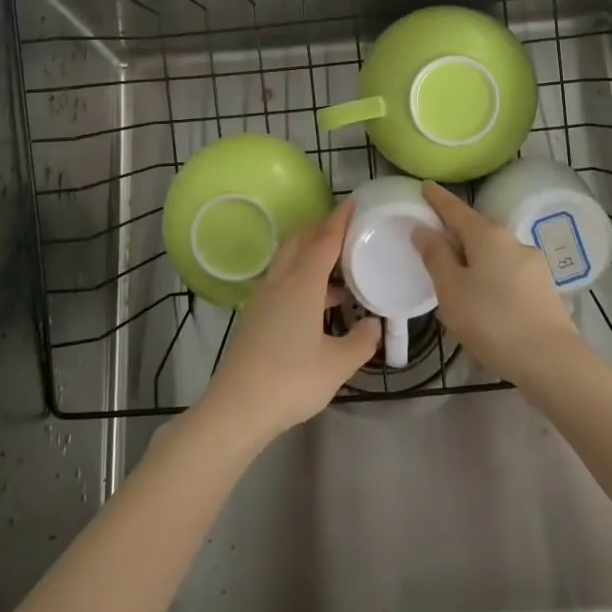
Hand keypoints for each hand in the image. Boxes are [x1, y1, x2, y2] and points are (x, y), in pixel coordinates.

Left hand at [197, 199, 379, 448]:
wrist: (236, 408)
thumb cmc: (291, 381)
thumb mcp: (338, 365)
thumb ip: (362, 341)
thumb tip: (375, 324)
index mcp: (301, 285)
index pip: (323, 241)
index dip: (339, 221)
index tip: (352, 202)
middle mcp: (280, 283)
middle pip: (299, 242)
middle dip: (321, 230)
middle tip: (346, 230)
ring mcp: (262, 300)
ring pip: (288, 262)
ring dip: (311, 255)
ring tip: (339, 269)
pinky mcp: (254, 317)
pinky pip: (282, 281)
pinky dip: (301, 277)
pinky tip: (318, 303)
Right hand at [413, 181, 582, 386]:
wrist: (551, 360)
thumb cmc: (492, 321)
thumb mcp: (452, 290)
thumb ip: (436, 256)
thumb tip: (423, 229)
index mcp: (488, 236)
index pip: (456, 209)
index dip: (438, 199)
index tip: (426, 185)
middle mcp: (513, 241)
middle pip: (477, 231)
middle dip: (457, 235)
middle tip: (434, 245)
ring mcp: (533, 264)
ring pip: (494, 255)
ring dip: (475, 261)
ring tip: (458, 283)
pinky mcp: (544, 288)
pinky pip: (508, 274)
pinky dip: (492, 278)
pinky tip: (485, 302)